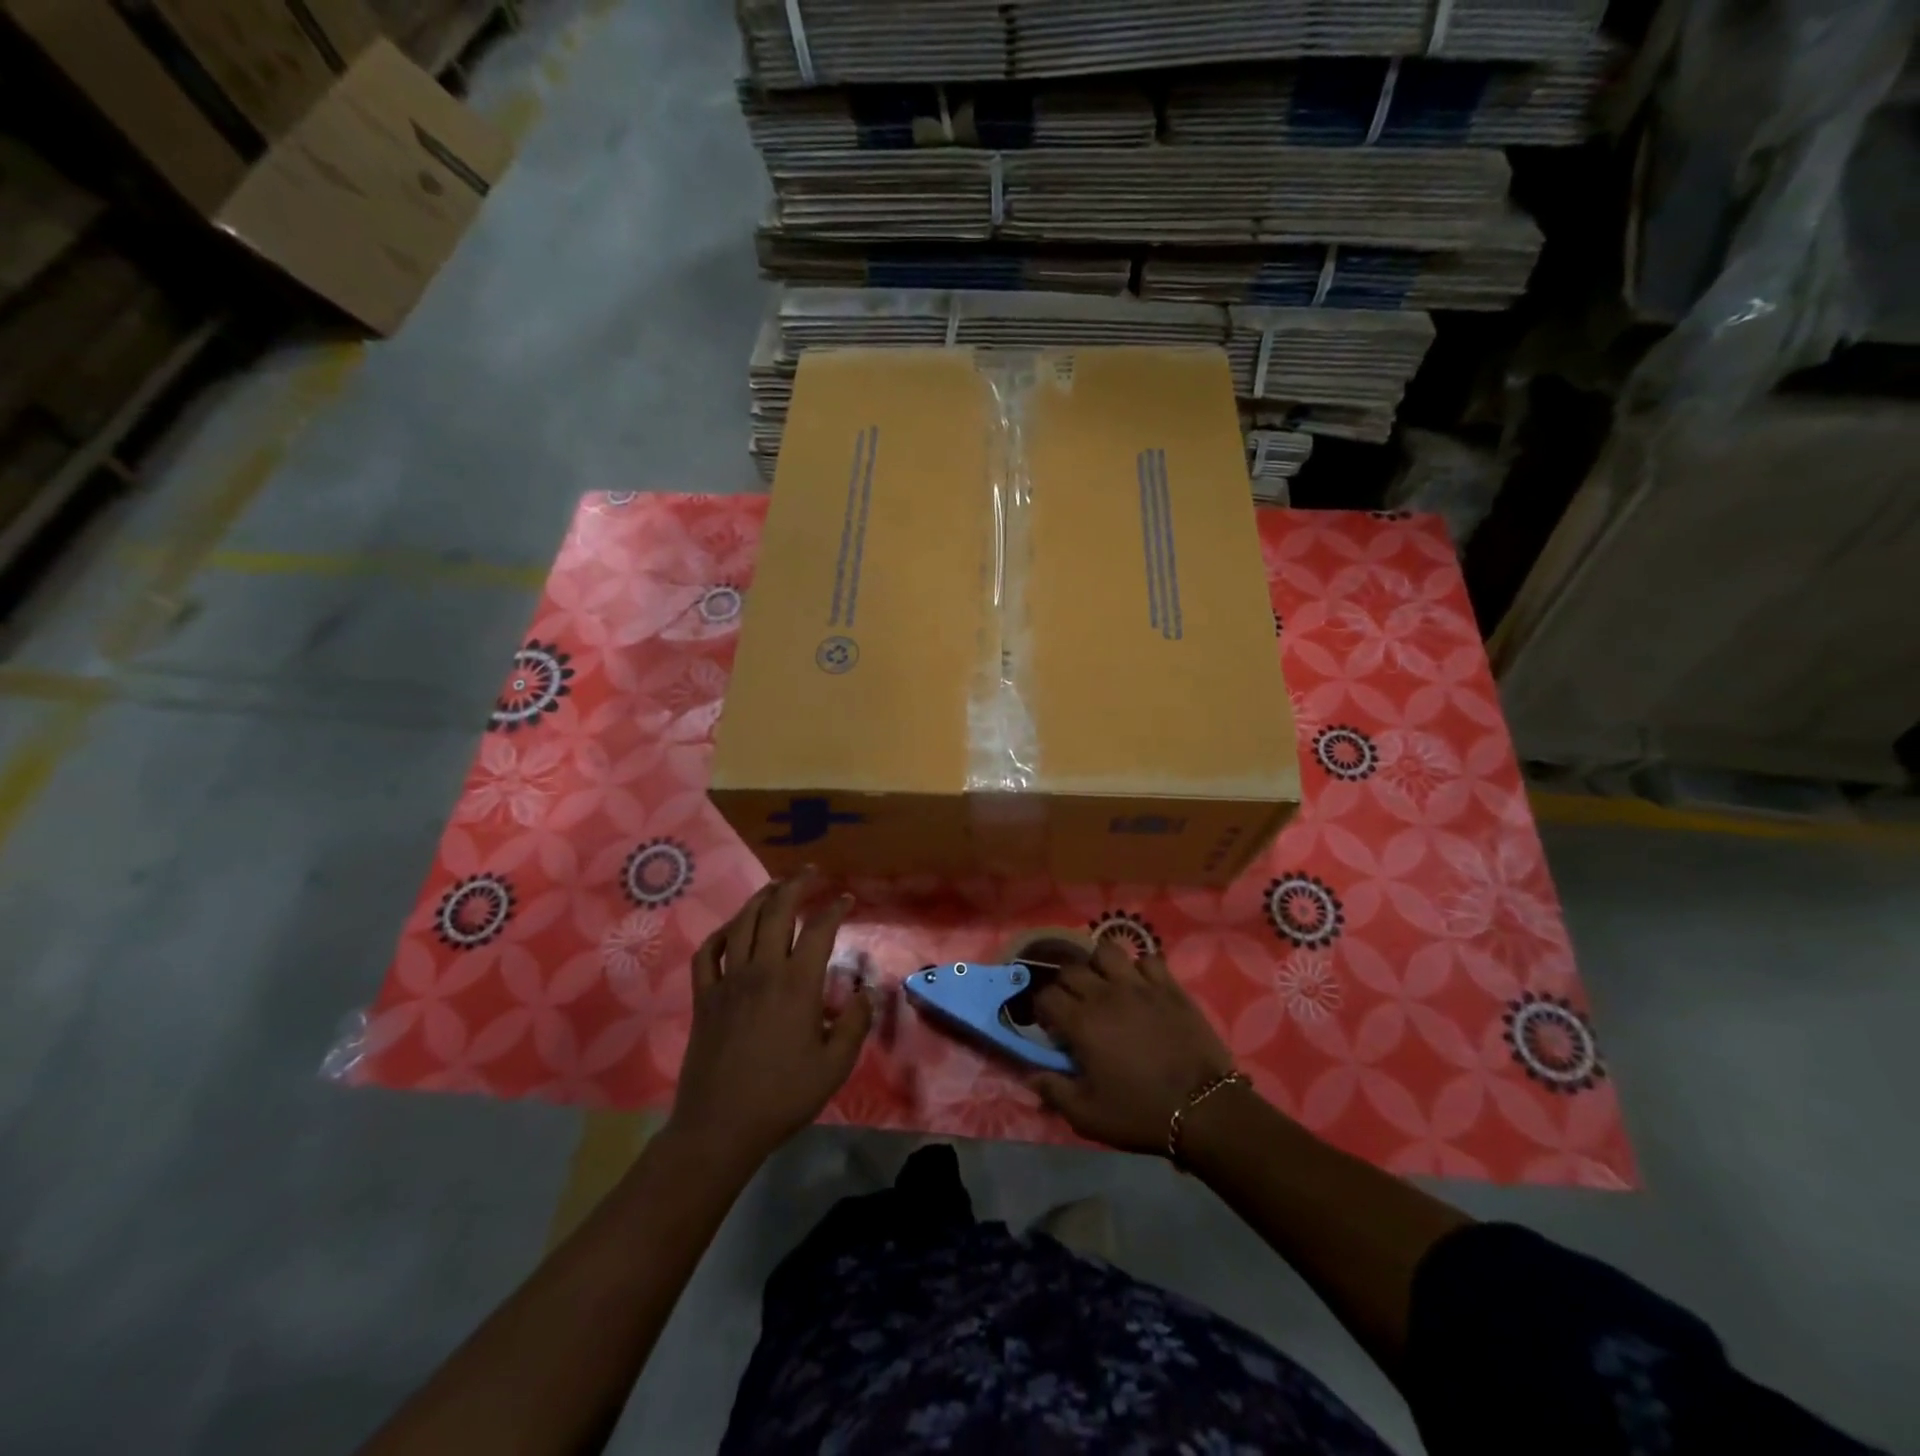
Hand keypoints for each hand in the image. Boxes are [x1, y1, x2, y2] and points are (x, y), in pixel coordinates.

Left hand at [668, 873, 872, 1169]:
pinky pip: (709, 952)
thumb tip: (867, 992)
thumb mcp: (835, 1065)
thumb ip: (855, 1024)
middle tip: (811, 873)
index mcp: (797, 984)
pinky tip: (734, 929)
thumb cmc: (783, 1096)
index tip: (846, 899)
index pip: (819, 930)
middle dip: (796, 885)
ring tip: (777, 887)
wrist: (720, 1127)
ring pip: (743, 923)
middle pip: (777, 911)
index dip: (835, 909)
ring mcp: (728, 981)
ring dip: (762, 898)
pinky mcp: (704, 997)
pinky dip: (723, 933)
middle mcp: (762, 970)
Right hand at [1030, 940, 1235, 1155]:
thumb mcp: (1088, 1116)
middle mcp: (1105, 994)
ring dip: (1099, 965)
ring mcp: (1139, 985)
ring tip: (1105, 985)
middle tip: (1074, 1006)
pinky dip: (1140, 968)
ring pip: (1106, 951)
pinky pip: (1148, 959)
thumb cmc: (1141, 1113)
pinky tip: (1141, 986)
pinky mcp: (1169, 986)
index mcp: (1081, 1023)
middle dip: (1065, 986)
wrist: (1204, 1109)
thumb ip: (1054, 1091)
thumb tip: (1030, 1075)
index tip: (1051, 1026)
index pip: (1046, 996)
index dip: (1043, 1009)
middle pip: (1070, 969)